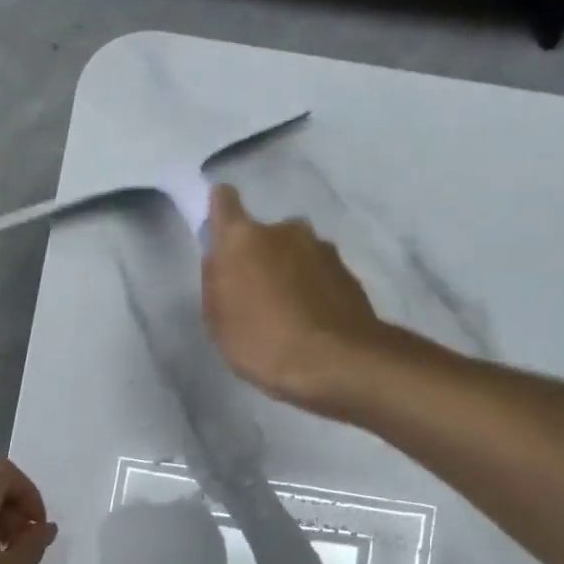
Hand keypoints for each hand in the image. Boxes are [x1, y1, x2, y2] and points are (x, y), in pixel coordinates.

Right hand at [201, 185, 386, 414]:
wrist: (336, 362)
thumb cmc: (263, 343)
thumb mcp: (218, 321)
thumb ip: (215, 281)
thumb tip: (220, 257)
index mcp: (243, 238)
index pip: (224, 201)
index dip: (220, 210)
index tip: (220, 232)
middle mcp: (285, 230)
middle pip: (264, 235)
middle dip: (260, 257)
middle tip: (256, 297)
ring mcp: (322, 248)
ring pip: (296, 254)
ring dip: (290, 274)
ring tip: (288, 316)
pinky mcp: (348, 272)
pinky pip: (320, 276)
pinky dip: (314, 291)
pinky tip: (312, 324)